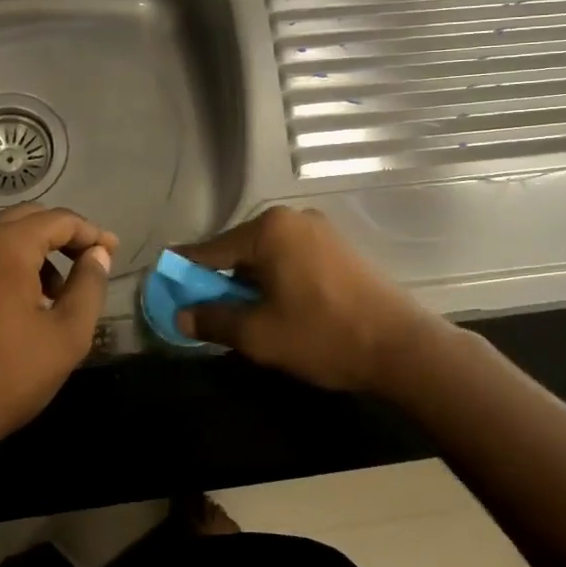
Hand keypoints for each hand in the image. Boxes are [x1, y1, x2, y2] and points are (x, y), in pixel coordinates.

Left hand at [0, 204, 116, 464]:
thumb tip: (97, 254)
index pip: (58, 219)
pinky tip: (12, 309)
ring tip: (53, 293)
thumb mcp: (67, 336)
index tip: (111, 252)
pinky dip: (2, 268)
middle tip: (87, 263)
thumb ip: (89, 286)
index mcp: (5, 247)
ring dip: (31, 252)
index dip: (90, 232)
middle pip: (26, 219)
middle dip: (61, 236)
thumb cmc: (6, 378)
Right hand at [175, 206, 444, 398]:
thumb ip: (214, 320)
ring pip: (267, 256)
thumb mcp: (259, 334)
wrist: (401, 346)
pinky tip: (278, 308)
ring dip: (250, 283)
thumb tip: (181, 315)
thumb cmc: (322, 335)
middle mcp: (293, 219)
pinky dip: (276, 280)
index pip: (211, 249)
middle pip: (240, 249)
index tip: (164, 284)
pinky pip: (292, 259)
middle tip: (206, 312)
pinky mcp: (339, 248)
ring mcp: (321, 231)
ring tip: (244, 317)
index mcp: (269, 230)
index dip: (185, 271)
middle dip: (221, 281)